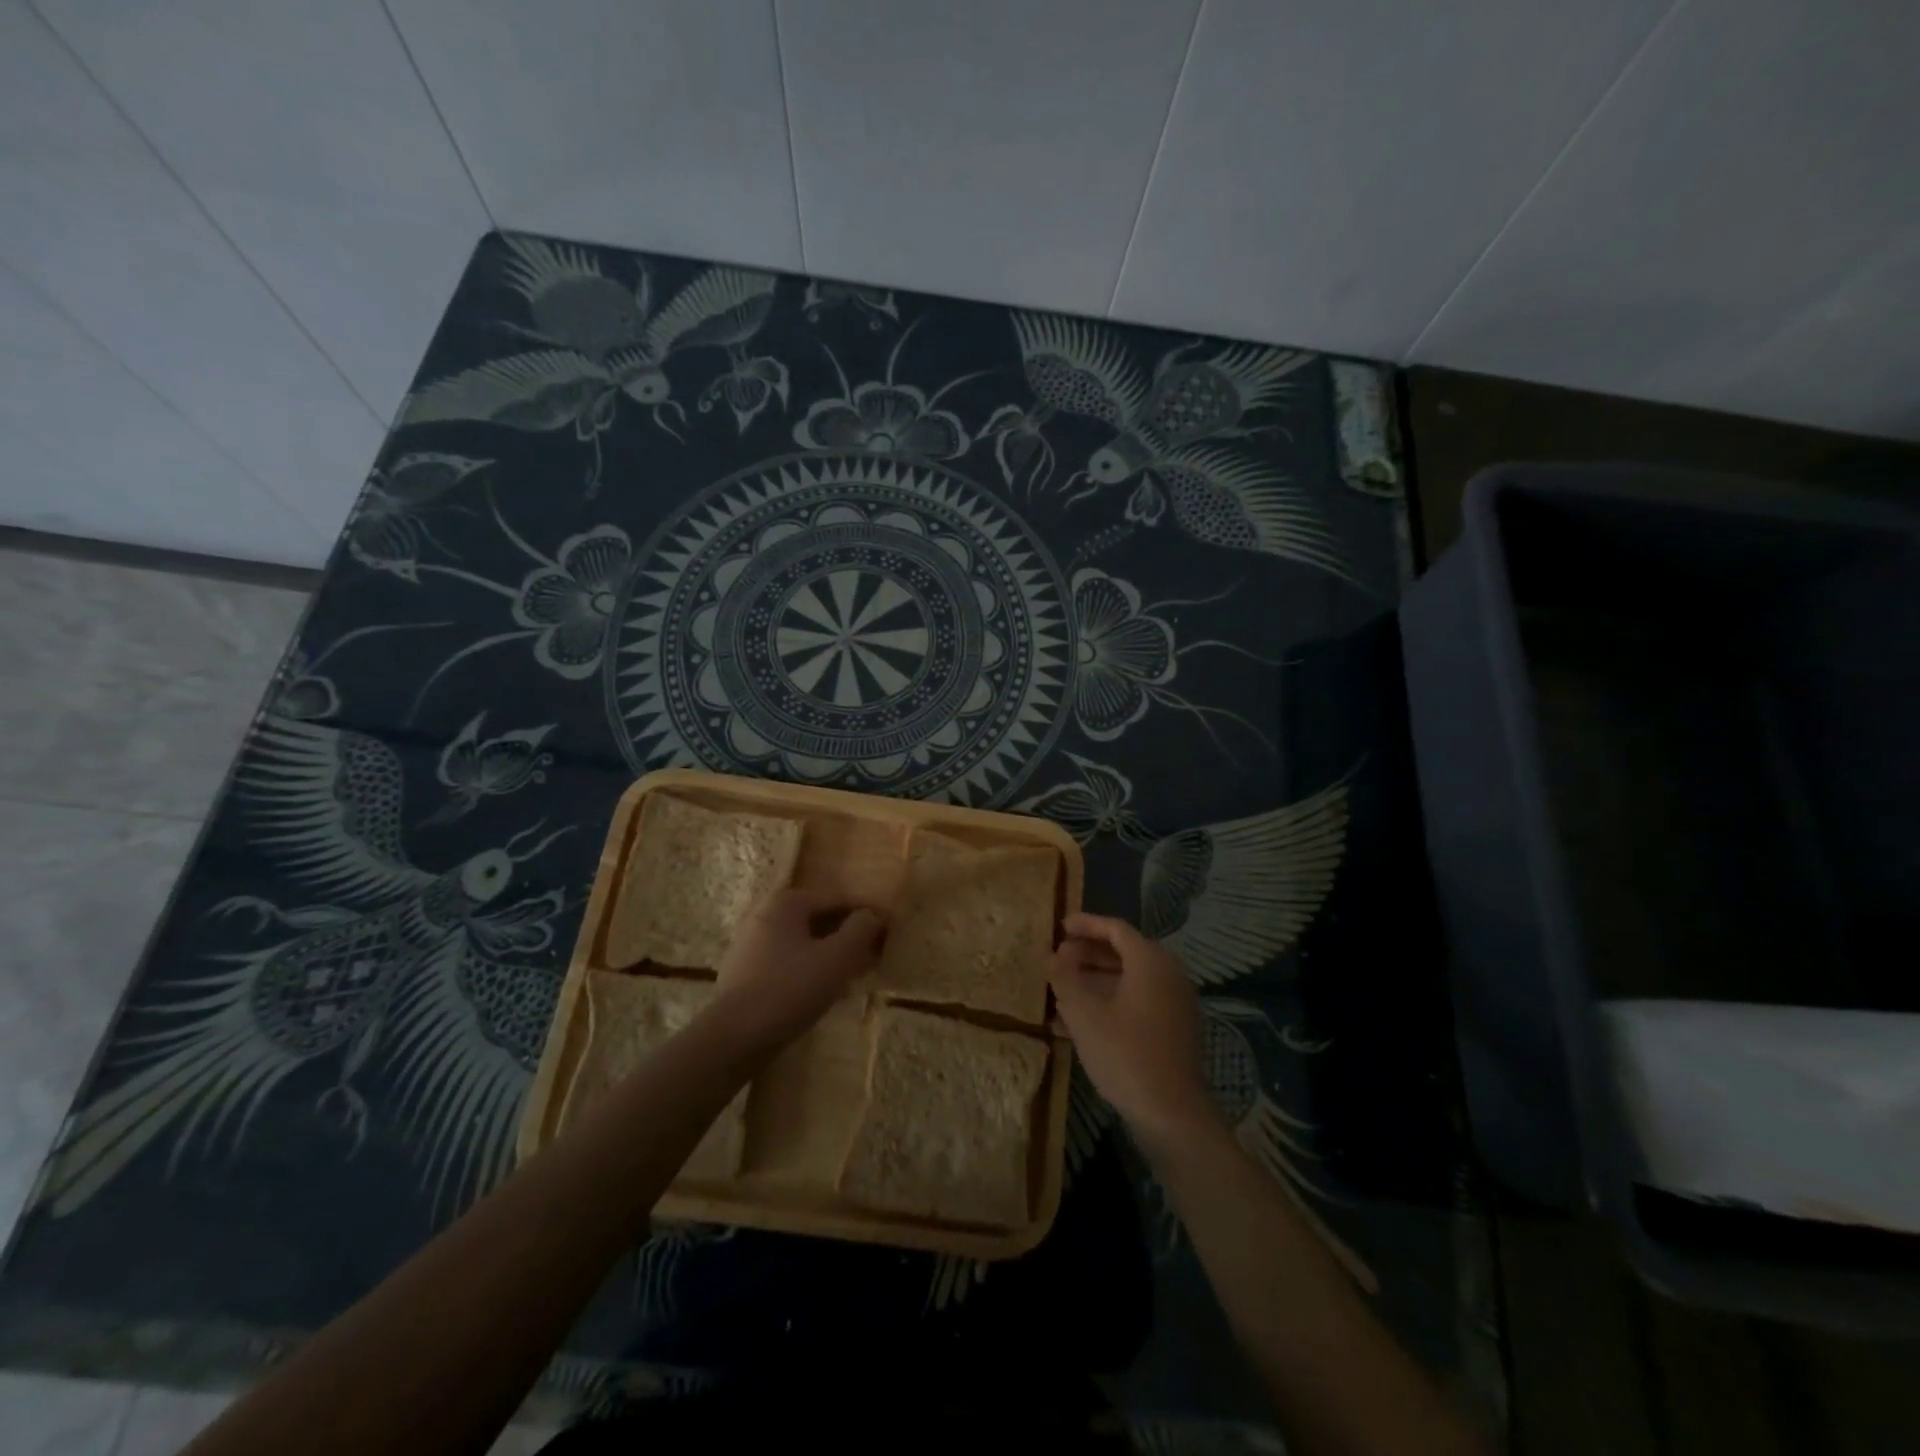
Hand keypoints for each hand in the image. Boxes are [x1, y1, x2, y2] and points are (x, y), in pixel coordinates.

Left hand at [709, 887, 884, 1054]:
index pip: (838, 898)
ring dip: (831, 953)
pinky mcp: (745, 972)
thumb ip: (860, 930)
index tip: (889, 929)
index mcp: (786, 902)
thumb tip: (873, 915)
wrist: (734, 1037)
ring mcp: (751, 943)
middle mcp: (765, 914)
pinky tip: (825, 991)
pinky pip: (788, 961)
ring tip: (855, 974)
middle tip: (874, 953)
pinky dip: (810, 968)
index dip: (866, 913)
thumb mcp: (836, 958)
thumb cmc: (790, 989)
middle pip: (819, 918)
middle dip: (848, 934)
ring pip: (803, 941)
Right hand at [1050, 912, 1214, 1153]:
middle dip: (1088, 952)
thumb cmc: (1124, 1054)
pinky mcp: (1175, 1026)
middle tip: (1059, 957)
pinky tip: (1083, 1017)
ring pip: (1131, 977)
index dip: (1086, 924)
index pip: (1115, 929)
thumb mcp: (1084, 1013)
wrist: (1171, 1113)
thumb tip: (1054, 954)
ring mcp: (1176, 1001)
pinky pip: (1140, 998)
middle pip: (1125, 951)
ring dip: (1097, 978)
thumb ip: (1065, 977)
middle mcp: (1169, 973)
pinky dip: (1112, 998)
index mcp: (1150, 961)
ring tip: (1063, 987)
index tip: (1059, 927)